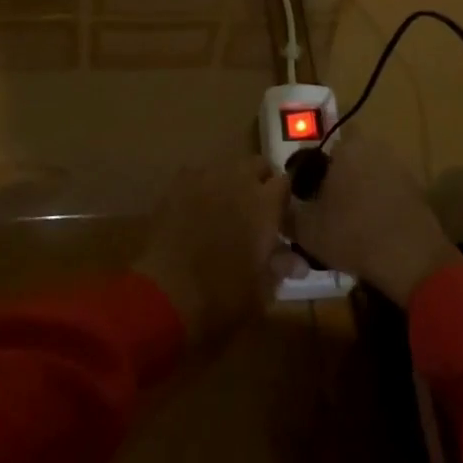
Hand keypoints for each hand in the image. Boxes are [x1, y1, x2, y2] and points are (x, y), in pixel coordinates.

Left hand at [135, 158, 293, 346]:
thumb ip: (280, 266)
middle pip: (257, 165)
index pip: (285, 182)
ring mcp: (205, 177)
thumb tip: (298, 262)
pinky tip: (195, 213)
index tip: (280, 221)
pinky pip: (197, 177)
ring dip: (230, 184)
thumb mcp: (261, 290)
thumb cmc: (222, 297)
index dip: (283, 200)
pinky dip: (202, 189)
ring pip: (226, 167)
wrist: (164, 294)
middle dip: (259, 183)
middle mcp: (238, 179)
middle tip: (254, 212)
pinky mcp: (176, 184)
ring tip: (223, 212)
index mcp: (265, 203)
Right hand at [287, 135, 461, 305]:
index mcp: (348, 147)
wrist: (411, 259)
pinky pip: (388, 191)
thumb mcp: (306, 229)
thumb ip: (287, 212)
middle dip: (337, 176)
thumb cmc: (352, 234)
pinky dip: (379, 205)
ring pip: (370, 174)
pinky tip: (371, 231)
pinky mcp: (417, 190)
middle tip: (324, 206)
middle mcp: (376, 147)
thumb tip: (278, 204)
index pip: (325, 141)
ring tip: (347, 223)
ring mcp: (400, 168)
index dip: (314, 163)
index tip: (307, 187)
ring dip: (359, 191)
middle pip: (349, 157)